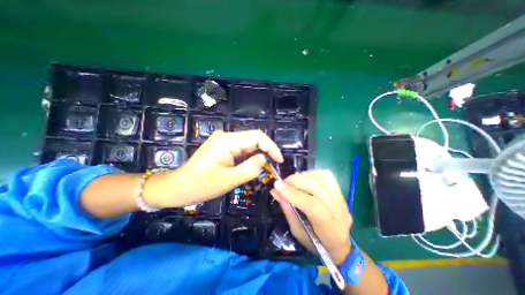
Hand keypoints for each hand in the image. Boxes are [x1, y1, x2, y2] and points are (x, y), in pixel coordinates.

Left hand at [142, 131, 282, 208]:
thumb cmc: (201, 185)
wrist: (179, 186)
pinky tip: (250, 166)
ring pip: (248, 144)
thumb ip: (251, 168)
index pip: (256, 136)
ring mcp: (223, 141)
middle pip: (253, 139)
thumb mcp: (230, 180)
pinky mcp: (222, 147)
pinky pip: (241, 149)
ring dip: (257, 155)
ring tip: (262, 169)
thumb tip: (263, 158)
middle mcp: (226, 137)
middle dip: (265, 151)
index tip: (279, 160)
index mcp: (227, 141)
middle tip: (273, 166)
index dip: (271, 146)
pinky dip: (249, 157)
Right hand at [271, 170, 351, 264]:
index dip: (293, 193)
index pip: (312, 206)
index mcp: (330, 230)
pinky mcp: (341, 191)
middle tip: (283, 182)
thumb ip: (287, 210)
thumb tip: (275, 191)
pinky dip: (312, 174)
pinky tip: (304, 179)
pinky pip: (326, 175)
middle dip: (296, 181)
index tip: (277, 185)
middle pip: (318, 188)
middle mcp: (340, 212)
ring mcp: (343, 199)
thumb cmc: (316, 243)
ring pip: (323, 177)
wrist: (339, 244)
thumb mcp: (297, 231)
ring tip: (292, 181)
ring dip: (303, 176)